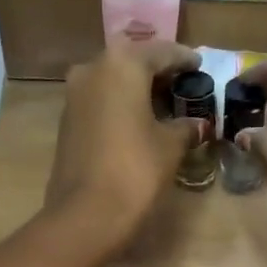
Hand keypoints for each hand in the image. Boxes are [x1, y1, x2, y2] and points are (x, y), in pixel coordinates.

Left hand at [47, 41, 201, 254]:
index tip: (200, 65)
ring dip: (137, 90)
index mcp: (123, 64)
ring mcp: (74, 95)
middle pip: (132, 63)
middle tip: (181, 85)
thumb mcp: (171, 146)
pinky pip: (100, 103)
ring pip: (113, 82)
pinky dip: (120, 106)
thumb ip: (186, 127)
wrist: (86, 214)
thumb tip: (197, 124)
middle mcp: (93, 68)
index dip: (184, 59)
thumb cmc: (136, 170)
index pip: (161, 52)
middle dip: (158, 73)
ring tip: (162, 106)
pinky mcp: (66, 122)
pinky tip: (138, 123)